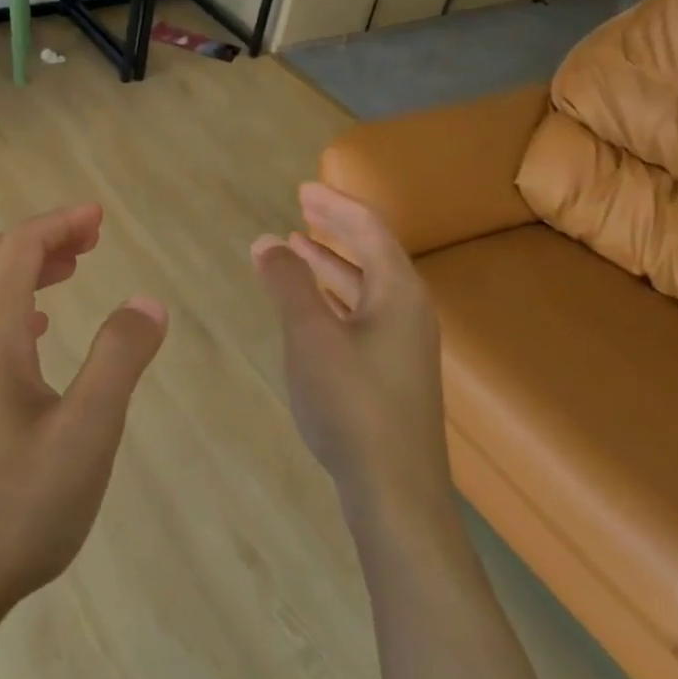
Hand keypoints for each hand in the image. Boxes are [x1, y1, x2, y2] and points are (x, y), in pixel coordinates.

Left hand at [0, 204, 167, 639]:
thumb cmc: (16, 503)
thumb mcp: (87, 428)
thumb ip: (120, 356)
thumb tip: (147, 301)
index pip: (20, 248)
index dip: (60, 224)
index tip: (99, 217)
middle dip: (47, 242)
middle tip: (93, 239)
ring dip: (31, 276)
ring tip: (72, 274)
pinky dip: (18, 314)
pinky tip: (38, 337)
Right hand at [251, 183, 448, 515]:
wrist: (394, 489)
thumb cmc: (351, 403)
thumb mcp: (311, 335)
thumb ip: (288, 283)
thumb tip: (268, 240)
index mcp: (398, 292)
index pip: (369, 229)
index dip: (335, 205)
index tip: (303, 189)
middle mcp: (409, 311)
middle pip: (372, 253)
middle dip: (336, 228)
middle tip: (302, 208)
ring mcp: (404, 344)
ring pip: (366, 287)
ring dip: (332, 263)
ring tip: (297, 247)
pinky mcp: (392, 372)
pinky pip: (362, 314)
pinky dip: (334, 297)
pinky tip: (311, 306)